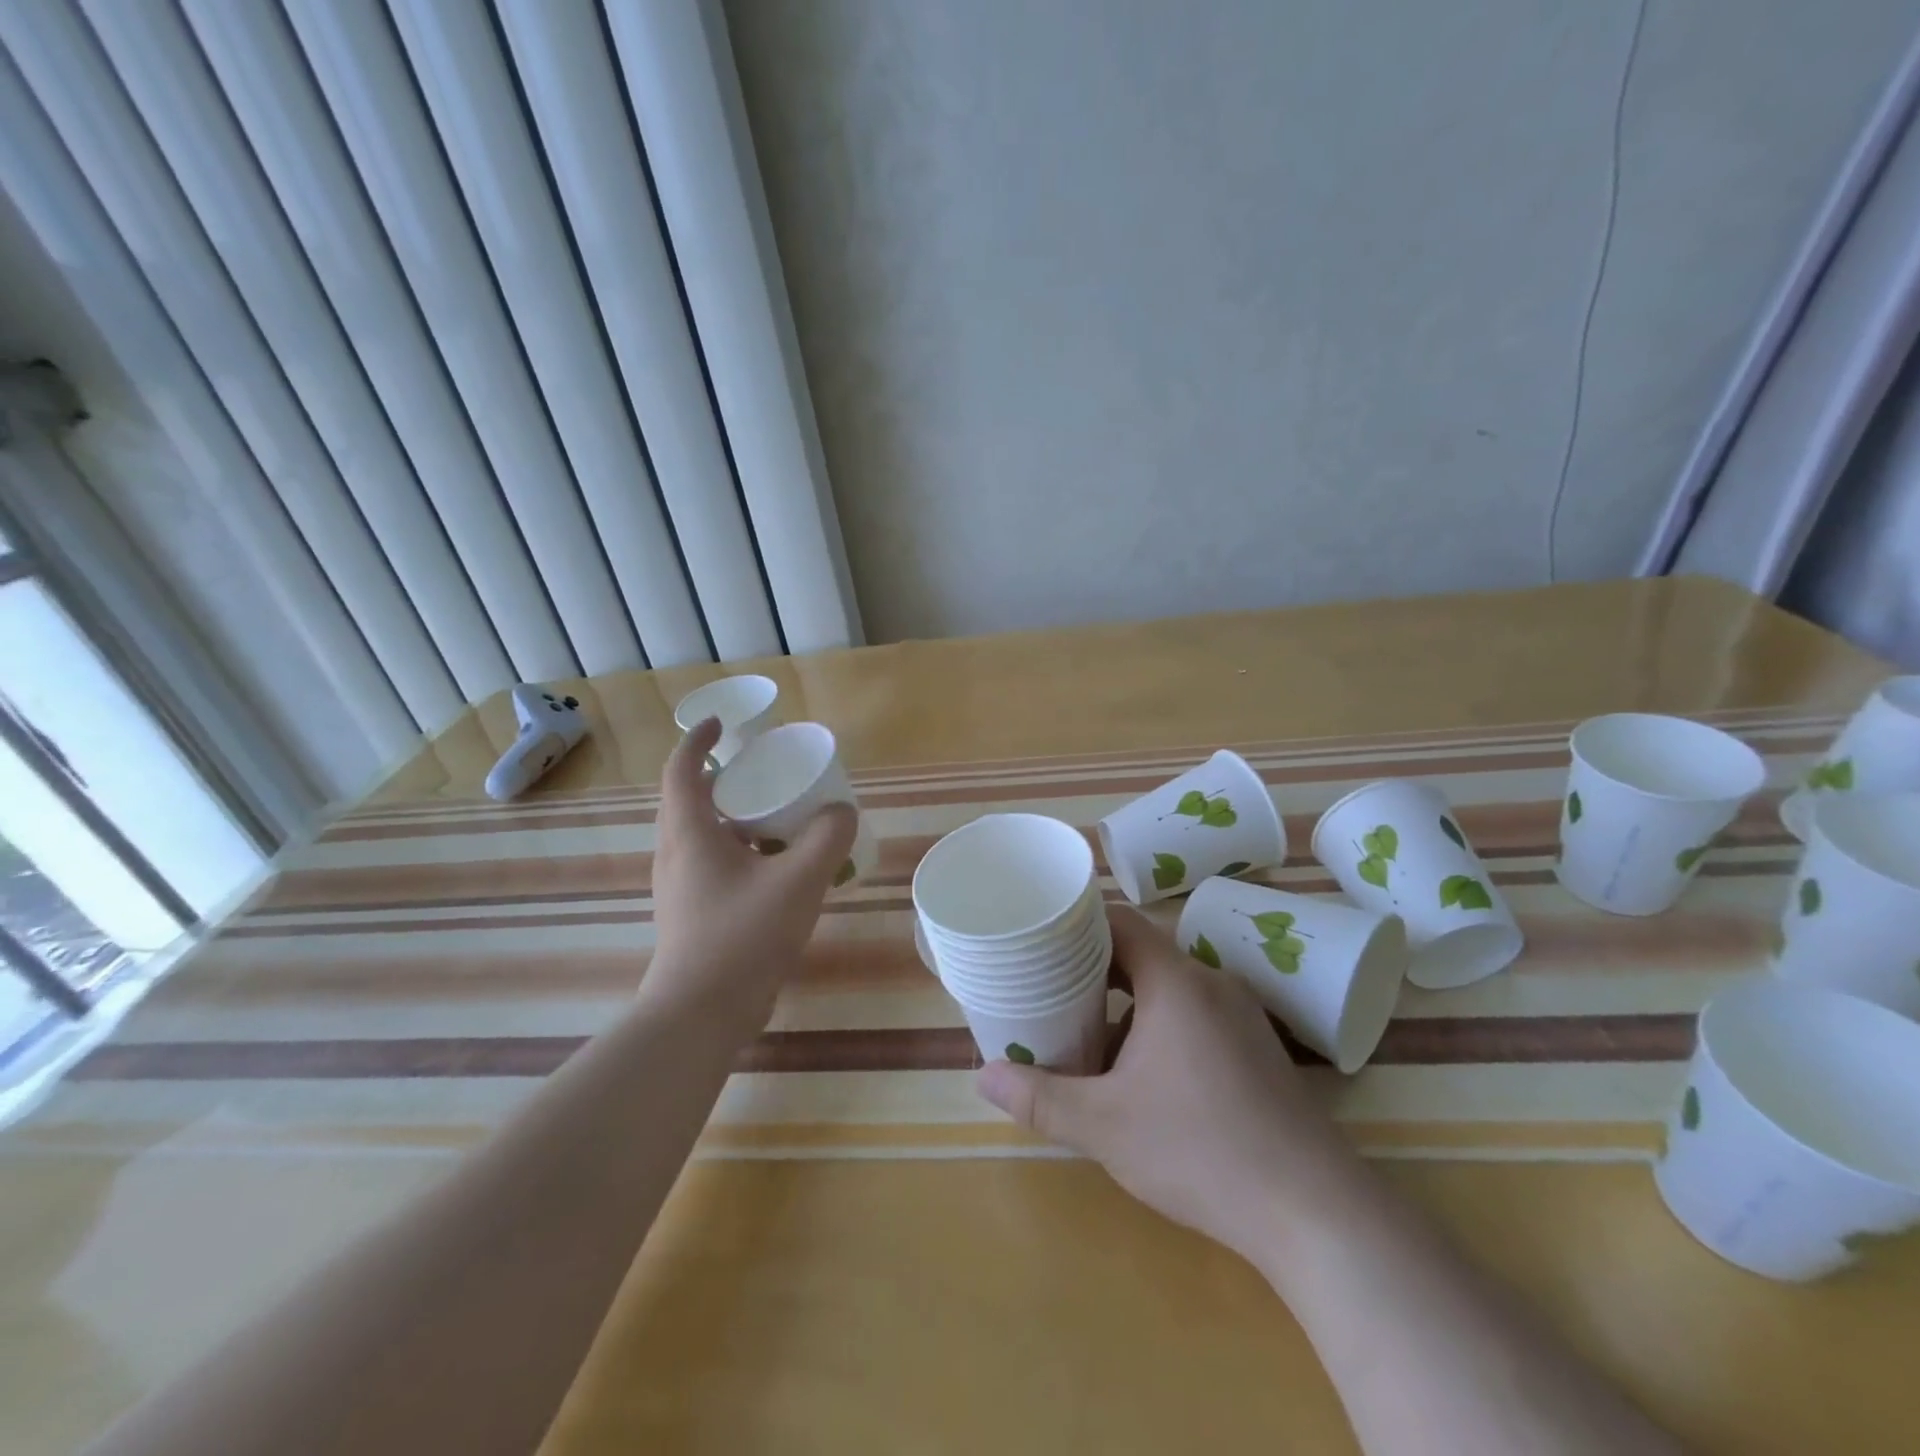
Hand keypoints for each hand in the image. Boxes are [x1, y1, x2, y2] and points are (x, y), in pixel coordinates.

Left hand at [645, 718, 857, 1024]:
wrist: (701, 1013)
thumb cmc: (743, 935)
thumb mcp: (799, 880)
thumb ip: (827, 839)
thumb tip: (842, 812)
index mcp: (689, 833)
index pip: (681, 769)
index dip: (698, 740)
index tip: (721, 724)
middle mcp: (676, 853)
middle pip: (693, 800)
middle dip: (727, 778)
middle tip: (766, 771)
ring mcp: (681, 887)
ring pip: (706, 835)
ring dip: (738, 818)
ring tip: (780, 817)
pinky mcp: (693, 913)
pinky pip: (716, 864)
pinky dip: (744, 851)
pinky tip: (779, 869)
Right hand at [976, 906, 1370, 1269]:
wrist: (1314, 1212)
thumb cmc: (1200, 1150)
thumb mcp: (1105, 1125)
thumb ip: (1040, 1097)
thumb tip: (983, 1077)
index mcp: (1176, 981)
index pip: (1120, 922)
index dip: (1078, 924)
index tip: (1041, 940)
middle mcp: (1211, 983)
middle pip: (1142, 954)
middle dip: (1094, 971)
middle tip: (1050, 991)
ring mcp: (1242, 1016)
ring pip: (1169, 989)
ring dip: (1127, 1005)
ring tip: (1088, 1036)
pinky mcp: (1258, 1049)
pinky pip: (1196, 1016)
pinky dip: (1161, 1027)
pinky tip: (1143, 1077)